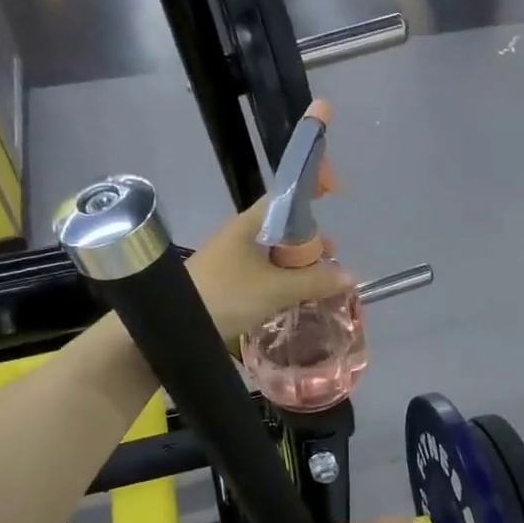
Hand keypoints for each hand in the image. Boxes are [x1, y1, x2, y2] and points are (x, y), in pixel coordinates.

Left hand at [187, 198, 354, 341]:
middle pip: (283, 230)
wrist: (172, 326)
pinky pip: (262, 276)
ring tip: (316, 288)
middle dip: (309, 245)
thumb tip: (350, 276)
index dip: (309, 196)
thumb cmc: (225, 296)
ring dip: (296, 269)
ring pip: (273, 257)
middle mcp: (240, 237)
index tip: (333, 199)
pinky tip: (292, 301)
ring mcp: (231, 261)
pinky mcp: (226, 284)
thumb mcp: (275, 289)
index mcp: (249, 225)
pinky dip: (281, 284)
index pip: (285, 198)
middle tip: (329, 264)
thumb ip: (315, 281)